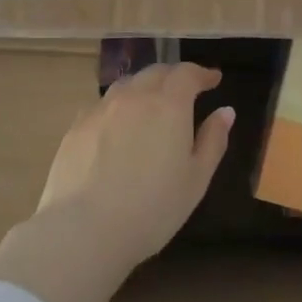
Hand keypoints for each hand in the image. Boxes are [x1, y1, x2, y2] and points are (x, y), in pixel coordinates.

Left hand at [34, 62, 234, 275]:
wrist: (84, 228)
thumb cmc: (152, 208)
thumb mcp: (196, 179)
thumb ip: (212, 140)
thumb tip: (225, 111)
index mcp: (168, 105)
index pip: (187, 73)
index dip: (202, 73)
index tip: (213, 79)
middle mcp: (133, 97)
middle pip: (155, 72)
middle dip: (174, 76)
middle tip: (185, 89)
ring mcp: (100, 109)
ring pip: (126, 85)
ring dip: (144, 86)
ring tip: (152, 103)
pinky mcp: (76, 126)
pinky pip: (103, 105)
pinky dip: (119, 106)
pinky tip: (118, 126)